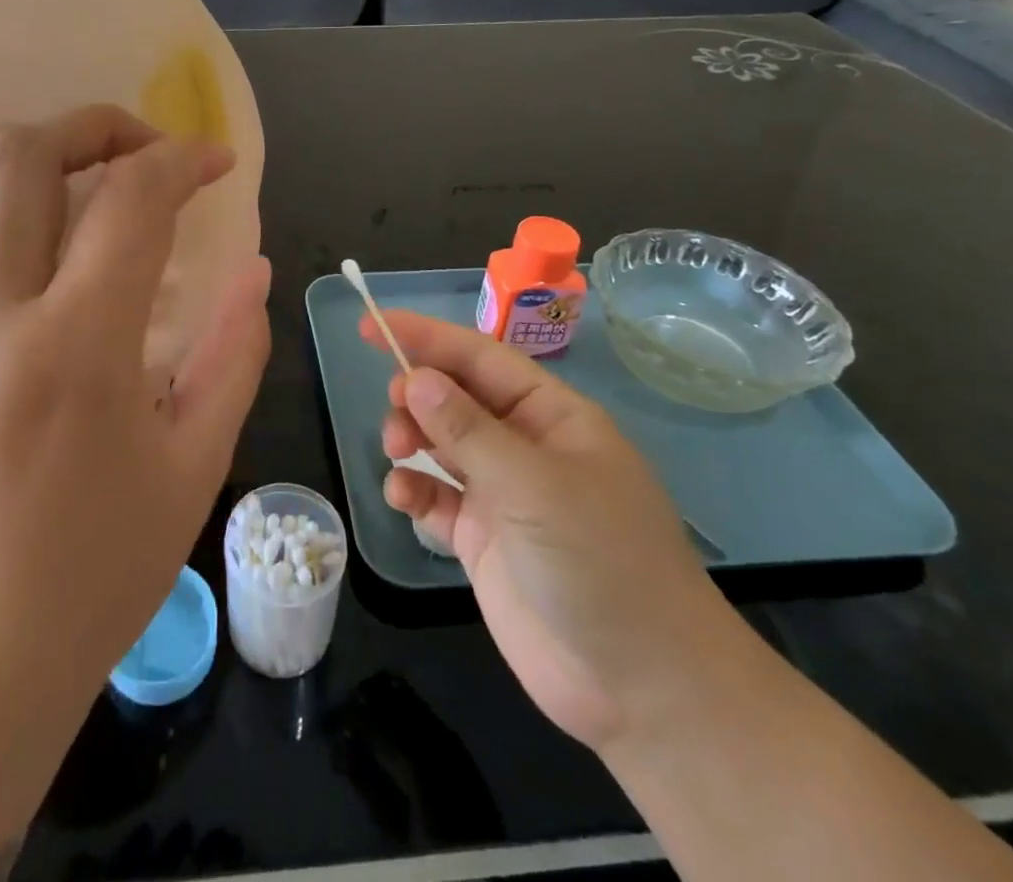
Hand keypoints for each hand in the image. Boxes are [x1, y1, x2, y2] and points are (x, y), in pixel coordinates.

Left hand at [0, 104, 270, 747]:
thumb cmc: (98, 570)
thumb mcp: (195, 464)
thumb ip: (234, 354)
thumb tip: (254, 271)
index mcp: (78, 347)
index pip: (133, 201)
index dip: (183, 160)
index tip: (214, 162)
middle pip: (22, 160)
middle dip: (91, 126)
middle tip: (132, 148)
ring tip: (45, 170)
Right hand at [366, 310, 739, 750]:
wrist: (641, 689)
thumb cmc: (600, 561)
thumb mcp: (534, 486)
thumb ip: (468, 430)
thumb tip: (415, 378)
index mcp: (552, 416)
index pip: (480, 358)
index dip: (425, 337)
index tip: (371, 325)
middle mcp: (525, 446)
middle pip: (455, 397)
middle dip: (417, 394)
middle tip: (394, 410)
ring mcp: (503, 493)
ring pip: (440, 443)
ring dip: (410, 438)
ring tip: (395, 452)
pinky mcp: (483, 538)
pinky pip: (436, 496)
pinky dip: (413, 490)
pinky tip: (402, 497)